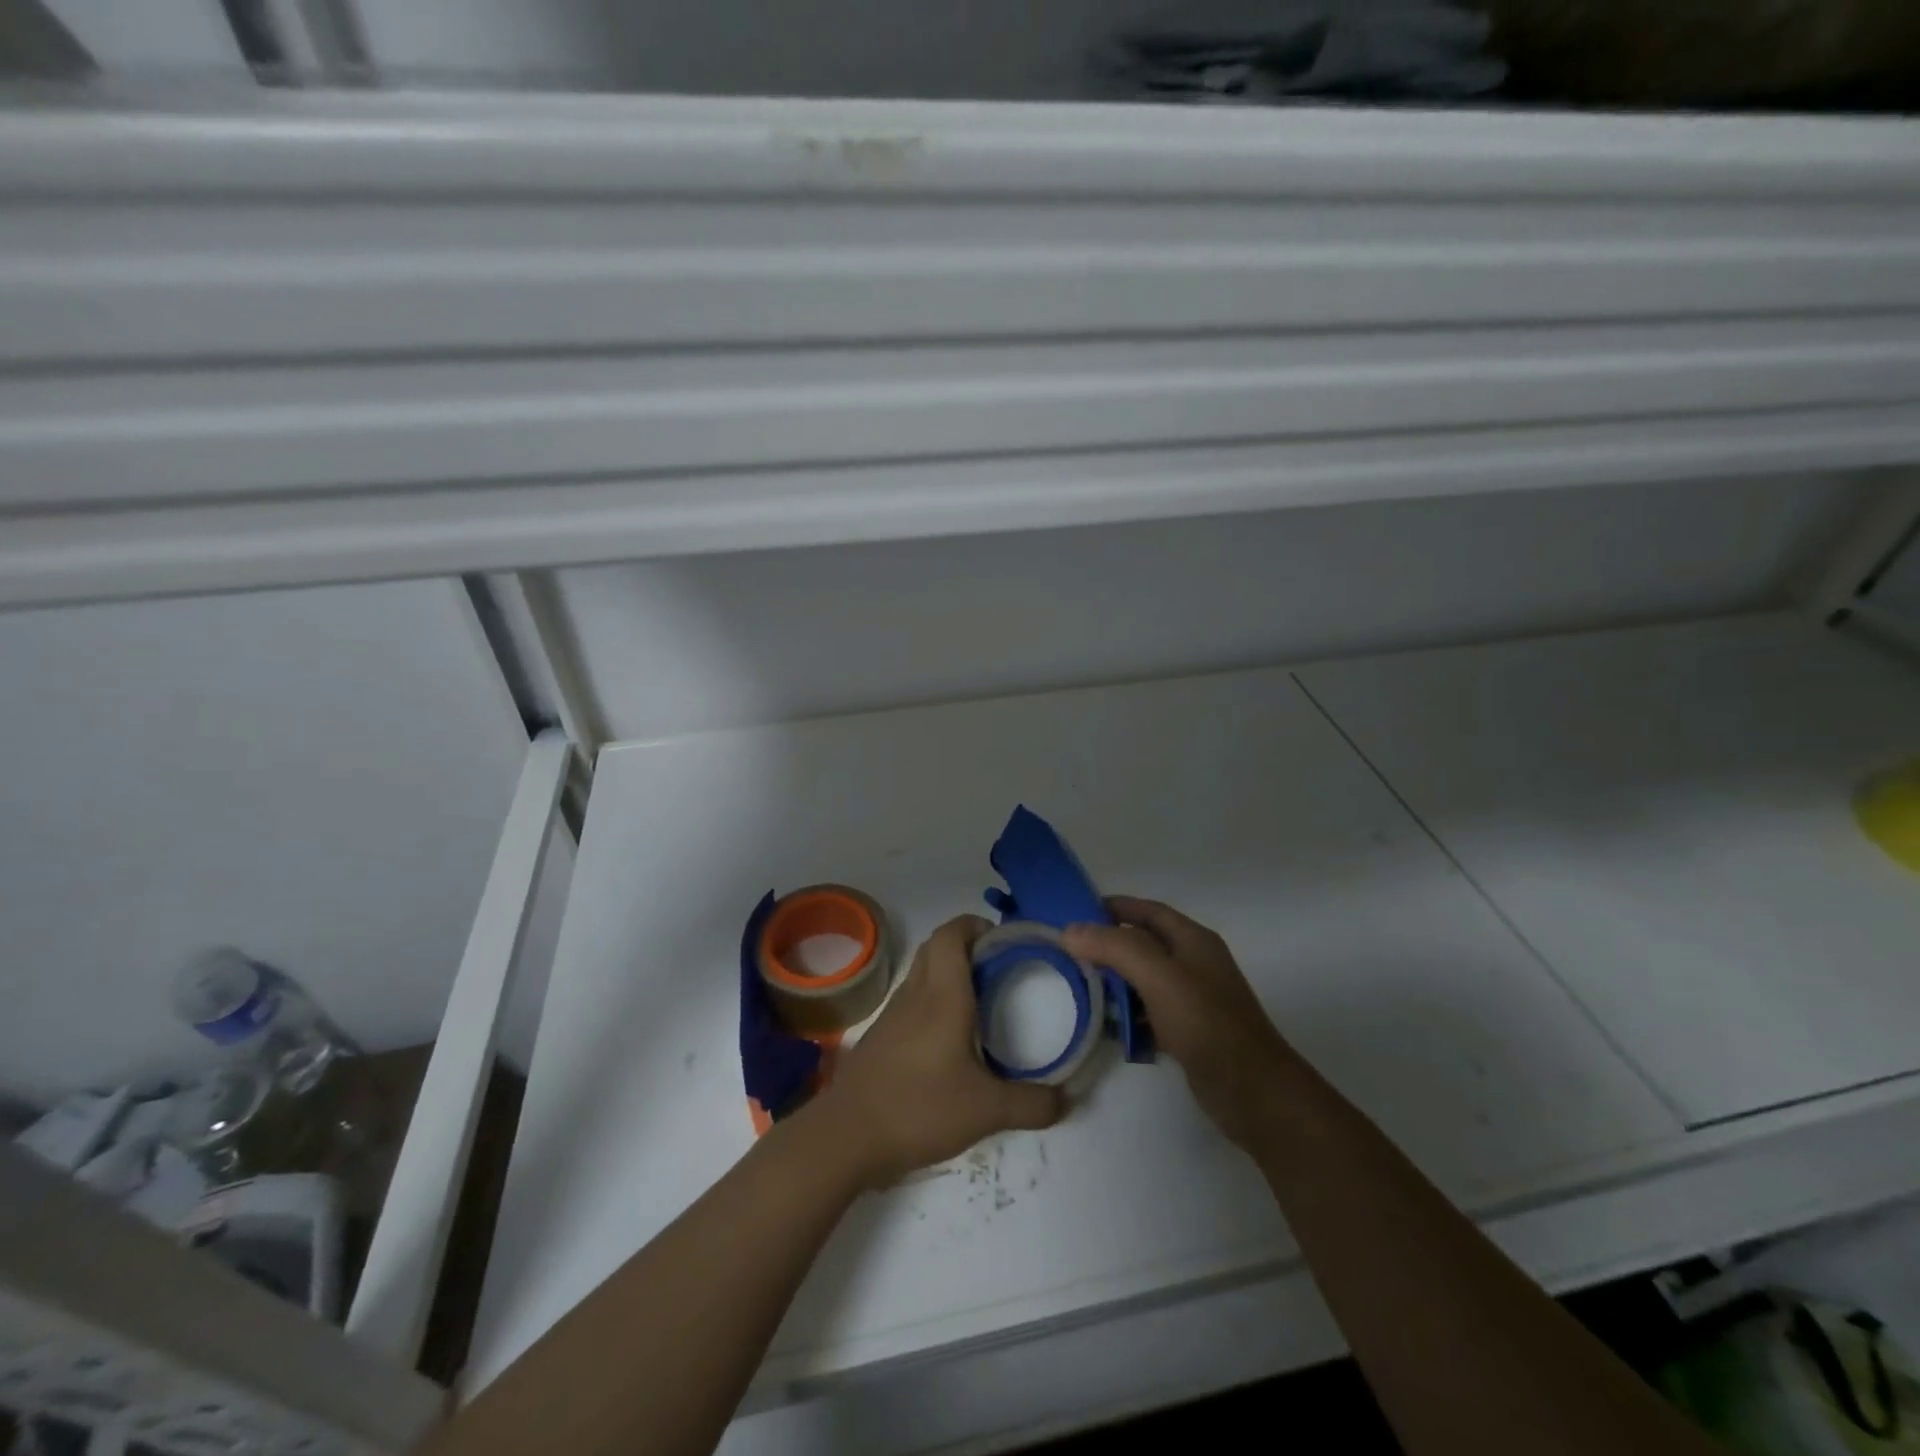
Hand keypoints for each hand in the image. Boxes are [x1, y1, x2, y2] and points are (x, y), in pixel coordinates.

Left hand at [816, 914, 1064, 1186]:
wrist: (846, 1136)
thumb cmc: (918, 1108)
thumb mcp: (986, 1111)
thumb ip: (1031, 1104)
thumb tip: (1066, 1099)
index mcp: (942, 995)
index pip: (952, 933)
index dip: (977, 926)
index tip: (1006, 942)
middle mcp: (916, 994)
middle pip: (937, 946)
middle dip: (968, 945)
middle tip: (1000, 969)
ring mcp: (893, 1013)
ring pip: (923, 972)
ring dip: (949, 971)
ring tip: (982, 1001)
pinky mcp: (881, 1035)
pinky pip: (912, 999)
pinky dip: (934, 999)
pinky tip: (951, 1038)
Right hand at [1064, 897, 1296, 1153]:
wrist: (1252, 1091)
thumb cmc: (1205, 1022)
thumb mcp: (1158, 976)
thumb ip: (1114, 947)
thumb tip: (1070, 930)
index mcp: (1192, 939)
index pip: (1146, 910)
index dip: (1112, 907)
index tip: (1073, 914)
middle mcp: (1194, 962)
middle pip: (1143, 944)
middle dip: (1107, 946)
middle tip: (1068, 954)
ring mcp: (1192, 998)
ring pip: (1143, 979)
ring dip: (1114, 982)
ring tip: (1078, 988)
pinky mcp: (1188, 1031)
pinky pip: (1149, 1012)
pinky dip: (1128, 1014)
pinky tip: (1107, 1026)